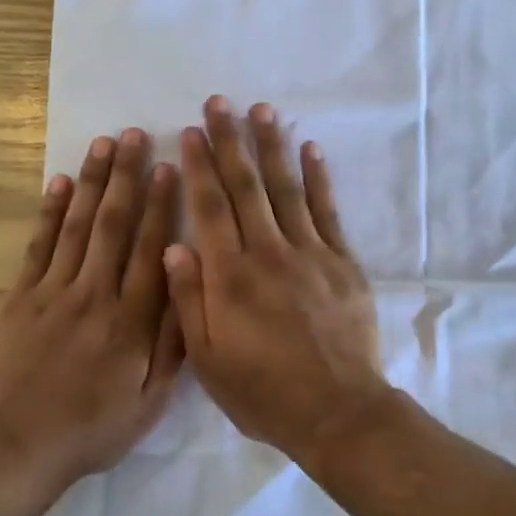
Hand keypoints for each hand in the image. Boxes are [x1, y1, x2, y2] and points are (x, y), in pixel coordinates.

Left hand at [0, 129, 184, 490]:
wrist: (24, 443)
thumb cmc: (98, 424)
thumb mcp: (153, 398)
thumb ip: (174, 340)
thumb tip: (188, 283)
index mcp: (132, 319)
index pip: (151, 249)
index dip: (162, 206)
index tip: (170, 167)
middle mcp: (95, 294)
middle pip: (114, 225)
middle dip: (126, 177)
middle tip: (135, 135)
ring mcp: (54, 292)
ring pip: (78, 226)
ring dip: (93, 182)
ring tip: (103, 144)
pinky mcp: (21, 298)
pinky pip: (38, 247)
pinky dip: (49, 213)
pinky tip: (60, 183)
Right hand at [164, 96, 389, 457]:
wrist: (337, 411)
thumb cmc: (263, 392)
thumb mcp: (208, 359)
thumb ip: (189, 300)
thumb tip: (173, 246)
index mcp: (231, 277)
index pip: (210, 208)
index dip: (199, 167)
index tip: (189, 133)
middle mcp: (268, 253)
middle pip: (246, 187)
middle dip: (230, 142)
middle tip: (219, 103)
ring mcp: (310, 253)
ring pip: (286, 189)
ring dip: (272, 147)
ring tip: (261, 111)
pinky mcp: (342, 262)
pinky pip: (328, 211)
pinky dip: (318, 178)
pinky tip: (310, 150)